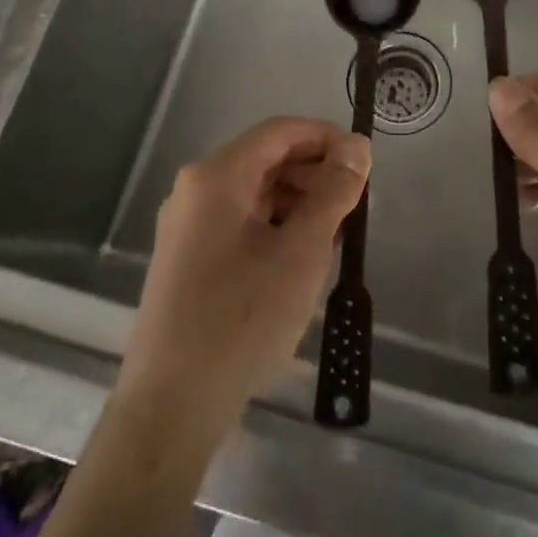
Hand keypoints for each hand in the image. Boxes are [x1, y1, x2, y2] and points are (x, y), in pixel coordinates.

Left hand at [119, 118, 369, 442]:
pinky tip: (301, 259)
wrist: (172, 405)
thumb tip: (357, 146)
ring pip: (255, 192)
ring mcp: (187, 225)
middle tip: (356, 207)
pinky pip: (240, 222)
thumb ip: (333, 192)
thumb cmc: (243, 318)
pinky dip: (275, 227)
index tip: (365, 165)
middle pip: (266, 159)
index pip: (281, 131)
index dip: (327, 138)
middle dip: (315, 174)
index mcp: (218, 176)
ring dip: (299, 203)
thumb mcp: (302, 251)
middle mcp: (195, 189)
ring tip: (335, 236)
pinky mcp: (187, 257)